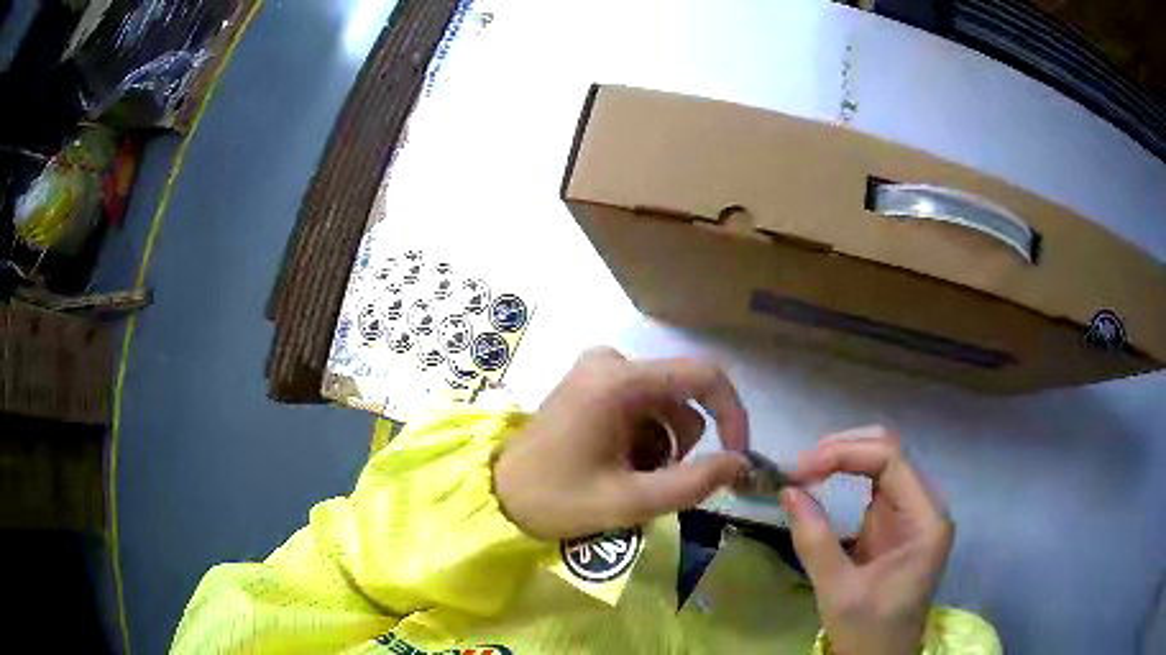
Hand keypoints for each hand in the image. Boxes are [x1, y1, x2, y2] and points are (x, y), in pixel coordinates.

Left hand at [494, 347, 749, 539]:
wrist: (499, 493)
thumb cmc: (557, 499)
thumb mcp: (630, 501)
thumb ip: (694, 484)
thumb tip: (741, 463)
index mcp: (620, 381)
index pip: (704, 377)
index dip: (732, 415)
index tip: (736, 456)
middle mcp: (612, 362)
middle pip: (682, 401)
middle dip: (678, 448)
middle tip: (649, 485)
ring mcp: (599, 370)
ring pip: (665, 408)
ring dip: (660, 449)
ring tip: (626, 478)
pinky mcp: (592, 382)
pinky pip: (643, 407)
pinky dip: (643, 440)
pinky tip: (614, 464)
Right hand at [783, 427, 952, 654]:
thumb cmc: (869, 631)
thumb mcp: (838, 592)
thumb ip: (815, 541)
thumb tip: (787, 491)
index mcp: (926, 520)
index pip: (891, 460)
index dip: (846, 454)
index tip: (802, 469)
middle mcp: (924, 506)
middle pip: (889, 452)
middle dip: (844, 449)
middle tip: (800, 467)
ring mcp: (911, 512)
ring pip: (881, 461)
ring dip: (843, 458)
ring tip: (806, 470)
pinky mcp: (895, 522)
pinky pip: (873, 483)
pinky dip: (845, 475)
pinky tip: (822, 480)